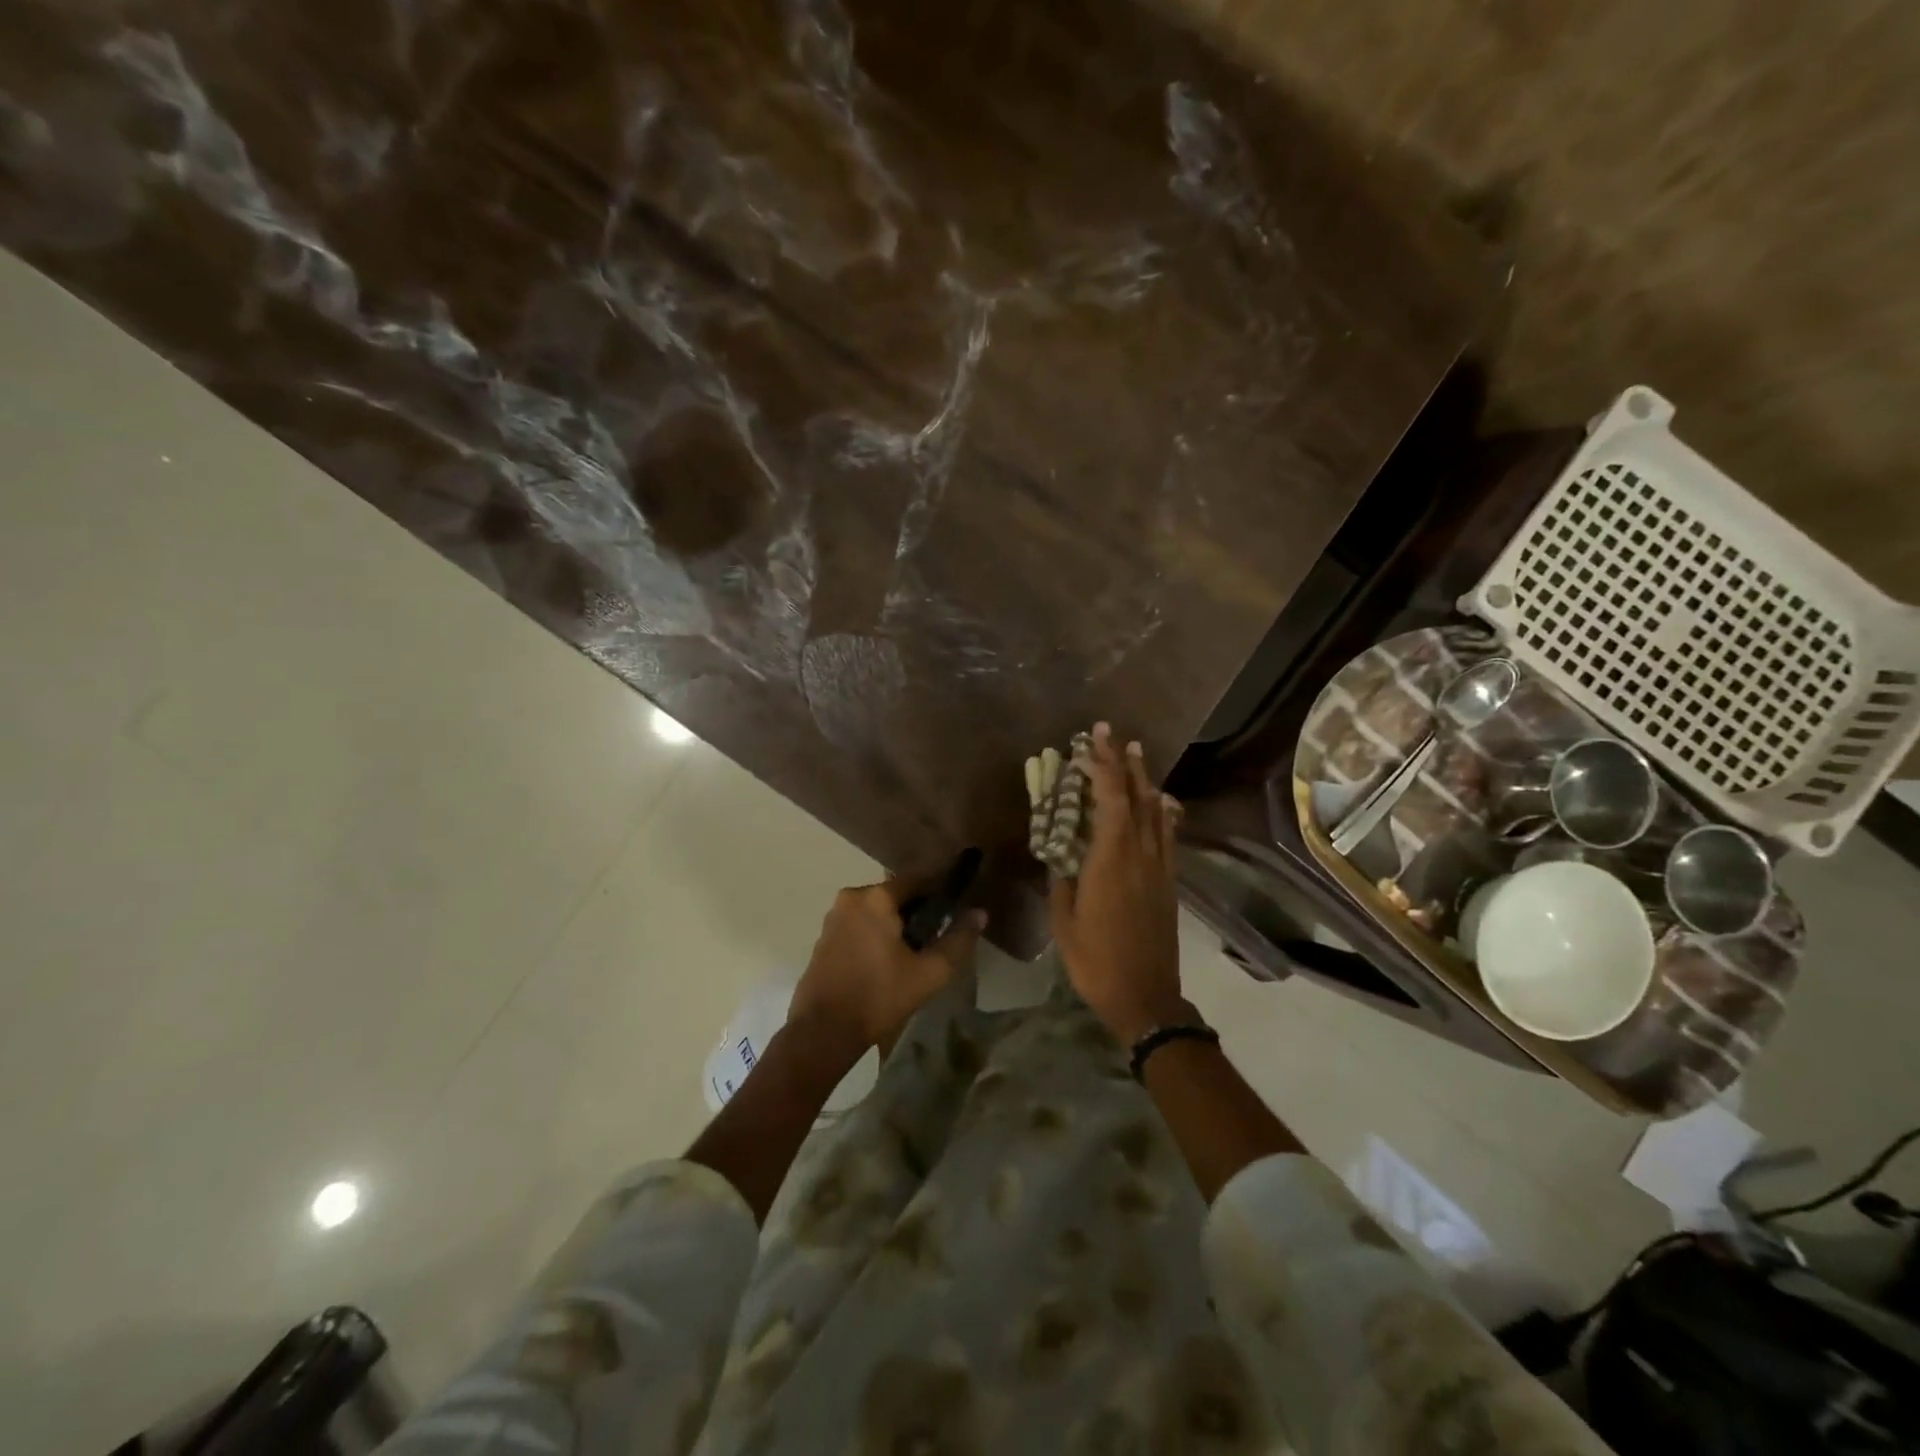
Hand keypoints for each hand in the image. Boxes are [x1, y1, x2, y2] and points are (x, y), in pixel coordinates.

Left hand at [788, 879, 984, 1063]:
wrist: (822, 1031)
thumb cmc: (879, 997)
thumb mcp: (929, 973)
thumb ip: (958, 940)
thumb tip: (979, 913)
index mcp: (876, 897)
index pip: (918, 878)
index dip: (940, 889)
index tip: (957, 904)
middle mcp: (852, 897)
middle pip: (895, 894)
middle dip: (917, 910)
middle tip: (936, 936)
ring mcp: (834, 916)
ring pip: (876, 910)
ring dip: (895, 923)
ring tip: (913, 953)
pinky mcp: (823, 937)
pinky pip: (859, 924)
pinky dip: (875, 934)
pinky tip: (885, 961)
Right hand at [1049, 723, 1187, 1044]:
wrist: (1145, 997)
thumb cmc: (1095, 961)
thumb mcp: (1064, 922)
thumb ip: (1061, 881)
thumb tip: (1060, 854)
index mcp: (1110, 860)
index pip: (1110, 800)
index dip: (1102, 766)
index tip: (1092, 741)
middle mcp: (1140, 855)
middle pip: (1135, 797)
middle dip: (1123, 763)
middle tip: (1112, 734)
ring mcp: (1159, 868)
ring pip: (1156, 812)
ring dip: (1145, 780)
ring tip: (1137, 753)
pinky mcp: (1169, 882)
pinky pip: (1168, 835)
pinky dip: (1163, 811)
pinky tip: (1162, 801)